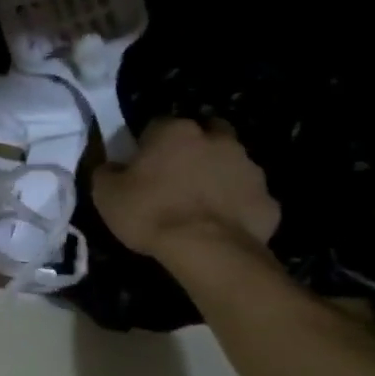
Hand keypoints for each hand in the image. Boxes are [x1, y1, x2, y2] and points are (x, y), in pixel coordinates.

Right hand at [92, 117, 279, 261]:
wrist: (208, 250)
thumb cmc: (151, 213)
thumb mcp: (106, 194)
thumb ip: (106, 172)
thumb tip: (111, 166)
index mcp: (175, 132)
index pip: (157, 126)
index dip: (148, 145)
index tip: (141, 167)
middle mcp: (217, 140)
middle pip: (206, 133)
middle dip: (194, 149)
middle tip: (177, 177)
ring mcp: (249, 168)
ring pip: (231, 163)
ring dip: (218, 175)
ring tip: (201, 204)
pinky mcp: (268, 199)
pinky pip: (248, 197)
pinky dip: (237, 206)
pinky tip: (221, 226)